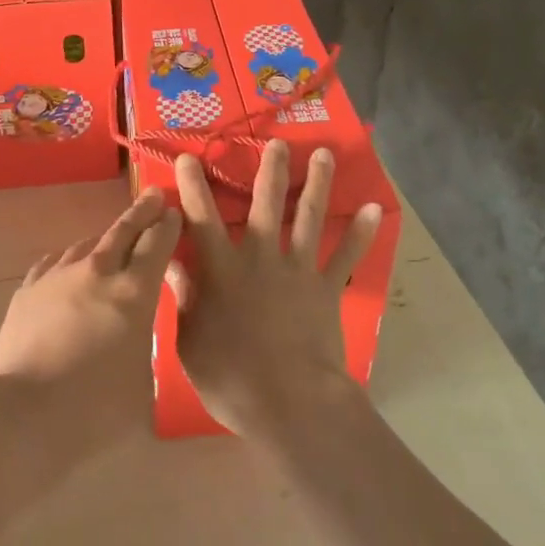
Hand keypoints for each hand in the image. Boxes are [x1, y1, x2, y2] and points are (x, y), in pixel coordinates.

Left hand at [0, 189, 180, 464]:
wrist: (22, 415)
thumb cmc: (94, 411)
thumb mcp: (142, 387)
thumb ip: (144, 353)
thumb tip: (137, 341)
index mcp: (134, 293)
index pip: (156, 245)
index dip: (168, 226)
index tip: (174, 212)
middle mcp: (98, 272)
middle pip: (124, 230)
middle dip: (142, 212)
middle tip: (154, 195)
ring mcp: (59, 276)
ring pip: (88, 243)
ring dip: (106, 237)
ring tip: (113, 237)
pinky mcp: (29, 289)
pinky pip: (56, 261)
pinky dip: (72, 259)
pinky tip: (71, 264)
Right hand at [168, 141, 383, 447]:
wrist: (290, 403)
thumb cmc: (231, 377)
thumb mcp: (190, 340)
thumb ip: (183, 297)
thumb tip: (170, 262)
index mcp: (221, 268)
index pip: (202, 217)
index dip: (193, 186)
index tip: (188, 157)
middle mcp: (260, 257)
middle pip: (266, 203)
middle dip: (270, 170)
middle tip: (276, 142)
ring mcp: (297, 270)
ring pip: (308, 217)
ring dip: (317, 183)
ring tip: (324, 154)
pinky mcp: (326, 289)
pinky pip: (346, 257)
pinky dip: (360, 233)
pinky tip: (374, 208)